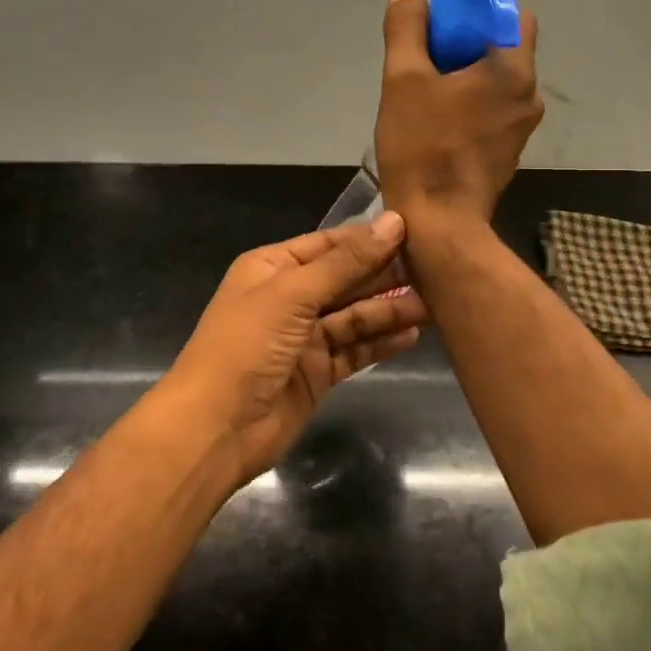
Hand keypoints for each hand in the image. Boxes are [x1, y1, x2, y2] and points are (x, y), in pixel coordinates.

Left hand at [159, 213, 427, 486]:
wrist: (216, 427)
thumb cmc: (246, 346)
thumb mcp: (292, 294)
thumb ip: (345, 262)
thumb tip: (392, 222)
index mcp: (272, 267)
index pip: (329, 244)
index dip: (369, 239)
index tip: (415, 231)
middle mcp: (288, 297)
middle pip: (345, 279)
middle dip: (385, 275)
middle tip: (435, 269)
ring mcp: (303, 337)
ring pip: (354, 316)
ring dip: (389, 309)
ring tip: (434, 303)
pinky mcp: (317, 372)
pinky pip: (354, 350)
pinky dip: (380, 342)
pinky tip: (412, 334)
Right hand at [373, 0, 542, 226]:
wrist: (439, 223)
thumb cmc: (422, 147)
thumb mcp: (403, 81)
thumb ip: (406, 30)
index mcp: (512, 69)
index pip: (511, 12)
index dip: (480, 3)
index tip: (444, 9)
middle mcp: (529, 93)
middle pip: (504, 46)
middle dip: (467, 38)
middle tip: (426, 46)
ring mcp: (522, 126)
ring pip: (497, 80)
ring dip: (467, 72)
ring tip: (426, 82)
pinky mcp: (508, 150)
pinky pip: (493, 108)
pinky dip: (471, 100)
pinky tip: (437, 114)